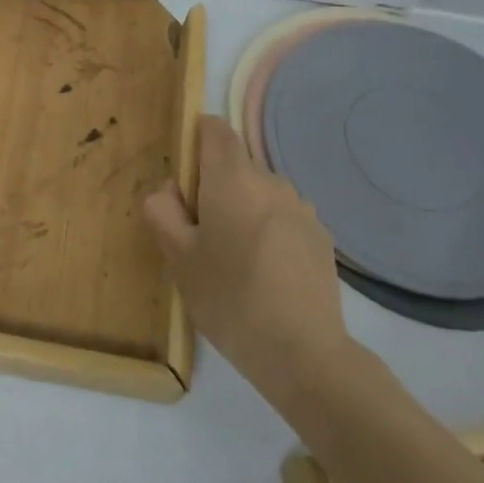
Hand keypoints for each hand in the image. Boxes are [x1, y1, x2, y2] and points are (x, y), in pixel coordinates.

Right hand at [145, 116, 356, 395]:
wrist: (303, 352)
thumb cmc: (229, 299)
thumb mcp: (178, 259)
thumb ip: (162, 212)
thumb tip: (169, 190)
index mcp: (233, 180)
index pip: (215, 130)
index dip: (195, 139)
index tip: (183, 178)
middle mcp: (272, 183)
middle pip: (235, 165)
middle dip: (213, 187)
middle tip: (198, 236)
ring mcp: (302, 209)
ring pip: (260, 193)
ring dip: (241, 210)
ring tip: (233, 260)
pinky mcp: (321, 237)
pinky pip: (282, 217)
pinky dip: (267, 230)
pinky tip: (264, 274)